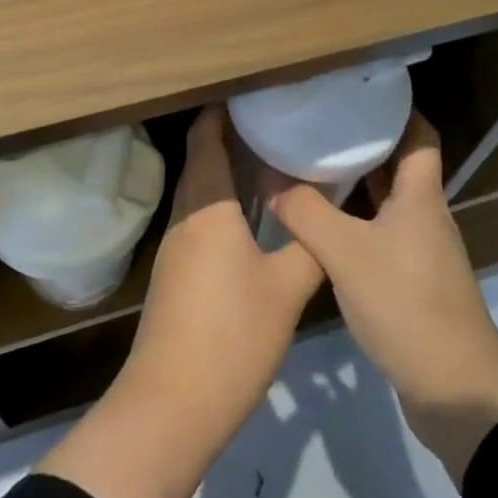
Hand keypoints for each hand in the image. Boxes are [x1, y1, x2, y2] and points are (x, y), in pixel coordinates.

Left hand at [37, 107, 323, 497]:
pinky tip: (250, 217)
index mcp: (208, 206)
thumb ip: (310, 246)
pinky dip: (221, 203)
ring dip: (225, 171)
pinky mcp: (175, 274)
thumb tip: (326, 211)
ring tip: (266, 159)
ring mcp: (175, 246)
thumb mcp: (286, 290)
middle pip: (201, 160)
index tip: (252, 92)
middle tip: (271, 121)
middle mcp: (186, 216)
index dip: (222, 110)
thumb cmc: (231, 335)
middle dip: (229, 136)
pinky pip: (199, 219)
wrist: (171, 405)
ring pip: (200, 191)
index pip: (206, 138)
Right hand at [270, 113, 497, 483]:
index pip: (419, 134)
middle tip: (320, 122)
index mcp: (421, 196)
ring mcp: (422, 251)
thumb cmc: (407, 306)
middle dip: (365, 142)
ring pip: (388, 202)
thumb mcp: (346, 253)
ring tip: (313, 164)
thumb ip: (304, 212)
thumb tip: (268, 175)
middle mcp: (425, 216)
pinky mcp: (413, 282)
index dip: (396, 109)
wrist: (458, 393)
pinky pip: (382, 234)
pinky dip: (356, 221)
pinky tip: (324, 226)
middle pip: (400, 165)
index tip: (357, 92)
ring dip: (358, 183)